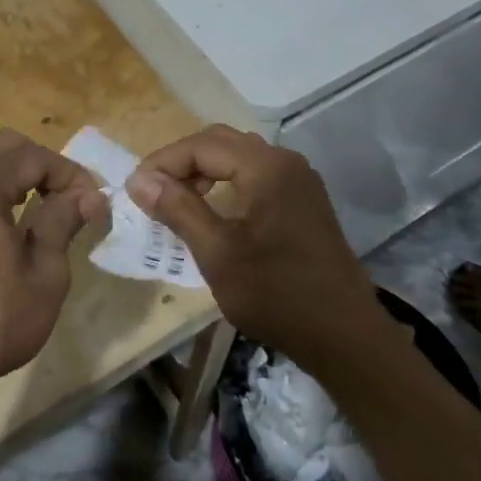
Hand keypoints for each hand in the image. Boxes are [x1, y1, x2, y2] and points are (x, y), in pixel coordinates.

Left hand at [0, 130, 108, 401]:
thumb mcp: (45, 273)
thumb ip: (63, 221)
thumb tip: (87, 195)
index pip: (35, 157)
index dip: (71, 175)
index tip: (94, 203)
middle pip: (2, 145)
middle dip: (40, 165)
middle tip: (68, 199)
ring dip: (3, 165)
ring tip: (26, 196)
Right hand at [125, 125, 382, 369]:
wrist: (346, 338)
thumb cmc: (277, 295)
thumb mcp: (217, 254)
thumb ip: (178, 209)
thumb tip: (139, 179)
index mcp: (266, 167)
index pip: (201, 145)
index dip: (163, 162)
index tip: (134, 188)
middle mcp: (285, 161)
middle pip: (221, 142)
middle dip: (182, 161)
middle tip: (152, 190)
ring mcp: (300, 180)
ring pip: (239, 156)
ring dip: (204, 170)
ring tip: (176, 199)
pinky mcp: (305, 200)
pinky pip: (257, 174)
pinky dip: (227, 182)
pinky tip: (213, 209)